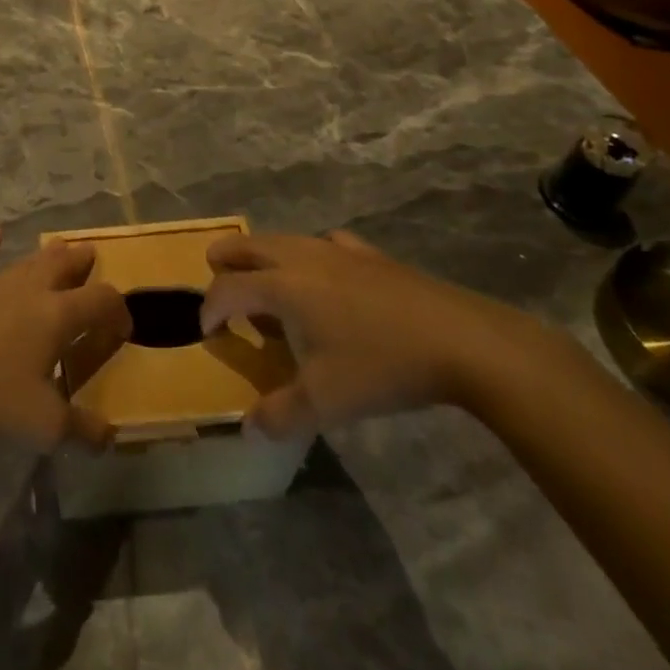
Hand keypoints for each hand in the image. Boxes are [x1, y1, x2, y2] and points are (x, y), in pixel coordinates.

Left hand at [0, 226, 130, 451]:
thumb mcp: (43, 427)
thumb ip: (83, 431)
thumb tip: (111, 436)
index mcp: (56, 317)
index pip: (100, 302)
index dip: (118, 310)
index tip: (125, 327)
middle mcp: (28, 292)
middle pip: (63, 268)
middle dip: (82, 263)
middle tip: (93, 255)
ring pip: (26, 263)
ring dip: (47, 255)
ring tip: (61, 244)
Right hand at [201, 230, 540, 437]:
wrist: (461, 340)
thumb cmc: (382, 366)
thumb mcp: (327, 401)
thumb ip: (281, 414)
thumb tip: (249, 430)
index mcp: (282, 285)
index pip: (227, 289)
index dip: (209, 310)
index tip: (208, 334)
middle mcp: (300, 257)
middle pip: (246, 246)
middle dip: (225, 263)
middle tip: (219, 286)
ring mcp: (337, 249)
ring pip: (283, 240)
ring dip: (264, 259)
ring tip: (270, 290)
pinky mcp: (368, 254)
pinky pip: (325, 244)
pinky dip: (311, 256)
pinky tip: (326, 277)